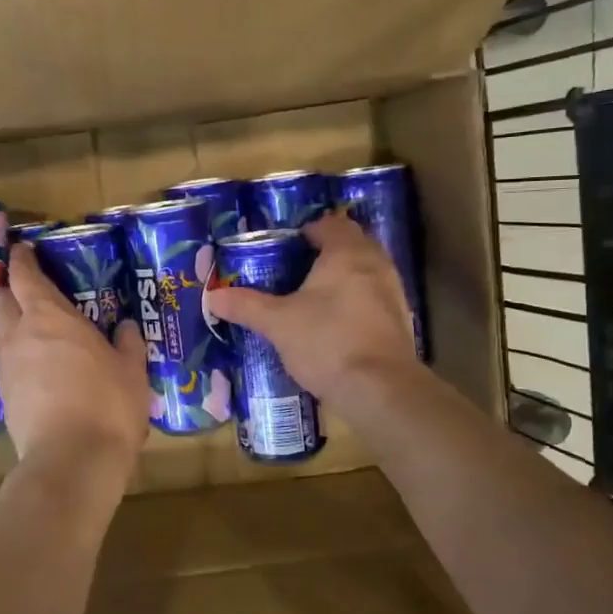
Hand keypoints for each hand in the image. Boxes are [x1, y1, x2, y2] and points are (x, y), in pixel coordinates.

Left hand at [0, 243, 150, 459]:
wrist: (71, 461)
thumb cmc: (107, 404)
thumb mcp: (132, 371)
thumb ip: (128, 344)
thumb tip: (127, 326)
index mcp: (49, 316)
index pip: (24, 276)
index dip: (21, 259)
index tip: (21, 249)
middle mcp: (19, 334)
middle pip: (0, 299)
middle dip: (9, 289)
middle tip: (28, 290)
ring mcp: (7, 367)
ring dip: (10, 324)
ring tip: (33, 329)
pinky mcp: (4, 398)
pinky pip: (6, 364)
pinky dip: (17, 357)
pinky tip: (36, 368)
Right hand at [206, 211, 417, 408]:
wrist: (379, 389)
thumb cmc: (326, 341)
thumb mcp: (277, 323)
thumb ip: (246, 306)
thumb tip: (212, 297)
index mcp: (347, 253)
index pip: (332, 225)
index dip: (310, 230)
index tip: (288, 245)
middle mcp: (376, 265)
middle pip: (353, 245)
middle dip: (328, 252)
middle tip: (298, 269)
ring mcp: (393, 294)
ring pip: (366, 272)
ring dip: (344, 278)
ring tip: (314, 297)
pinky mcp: (400, 322)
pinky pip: (374, 299)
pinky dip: (356, 303)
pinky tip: (336, 324)